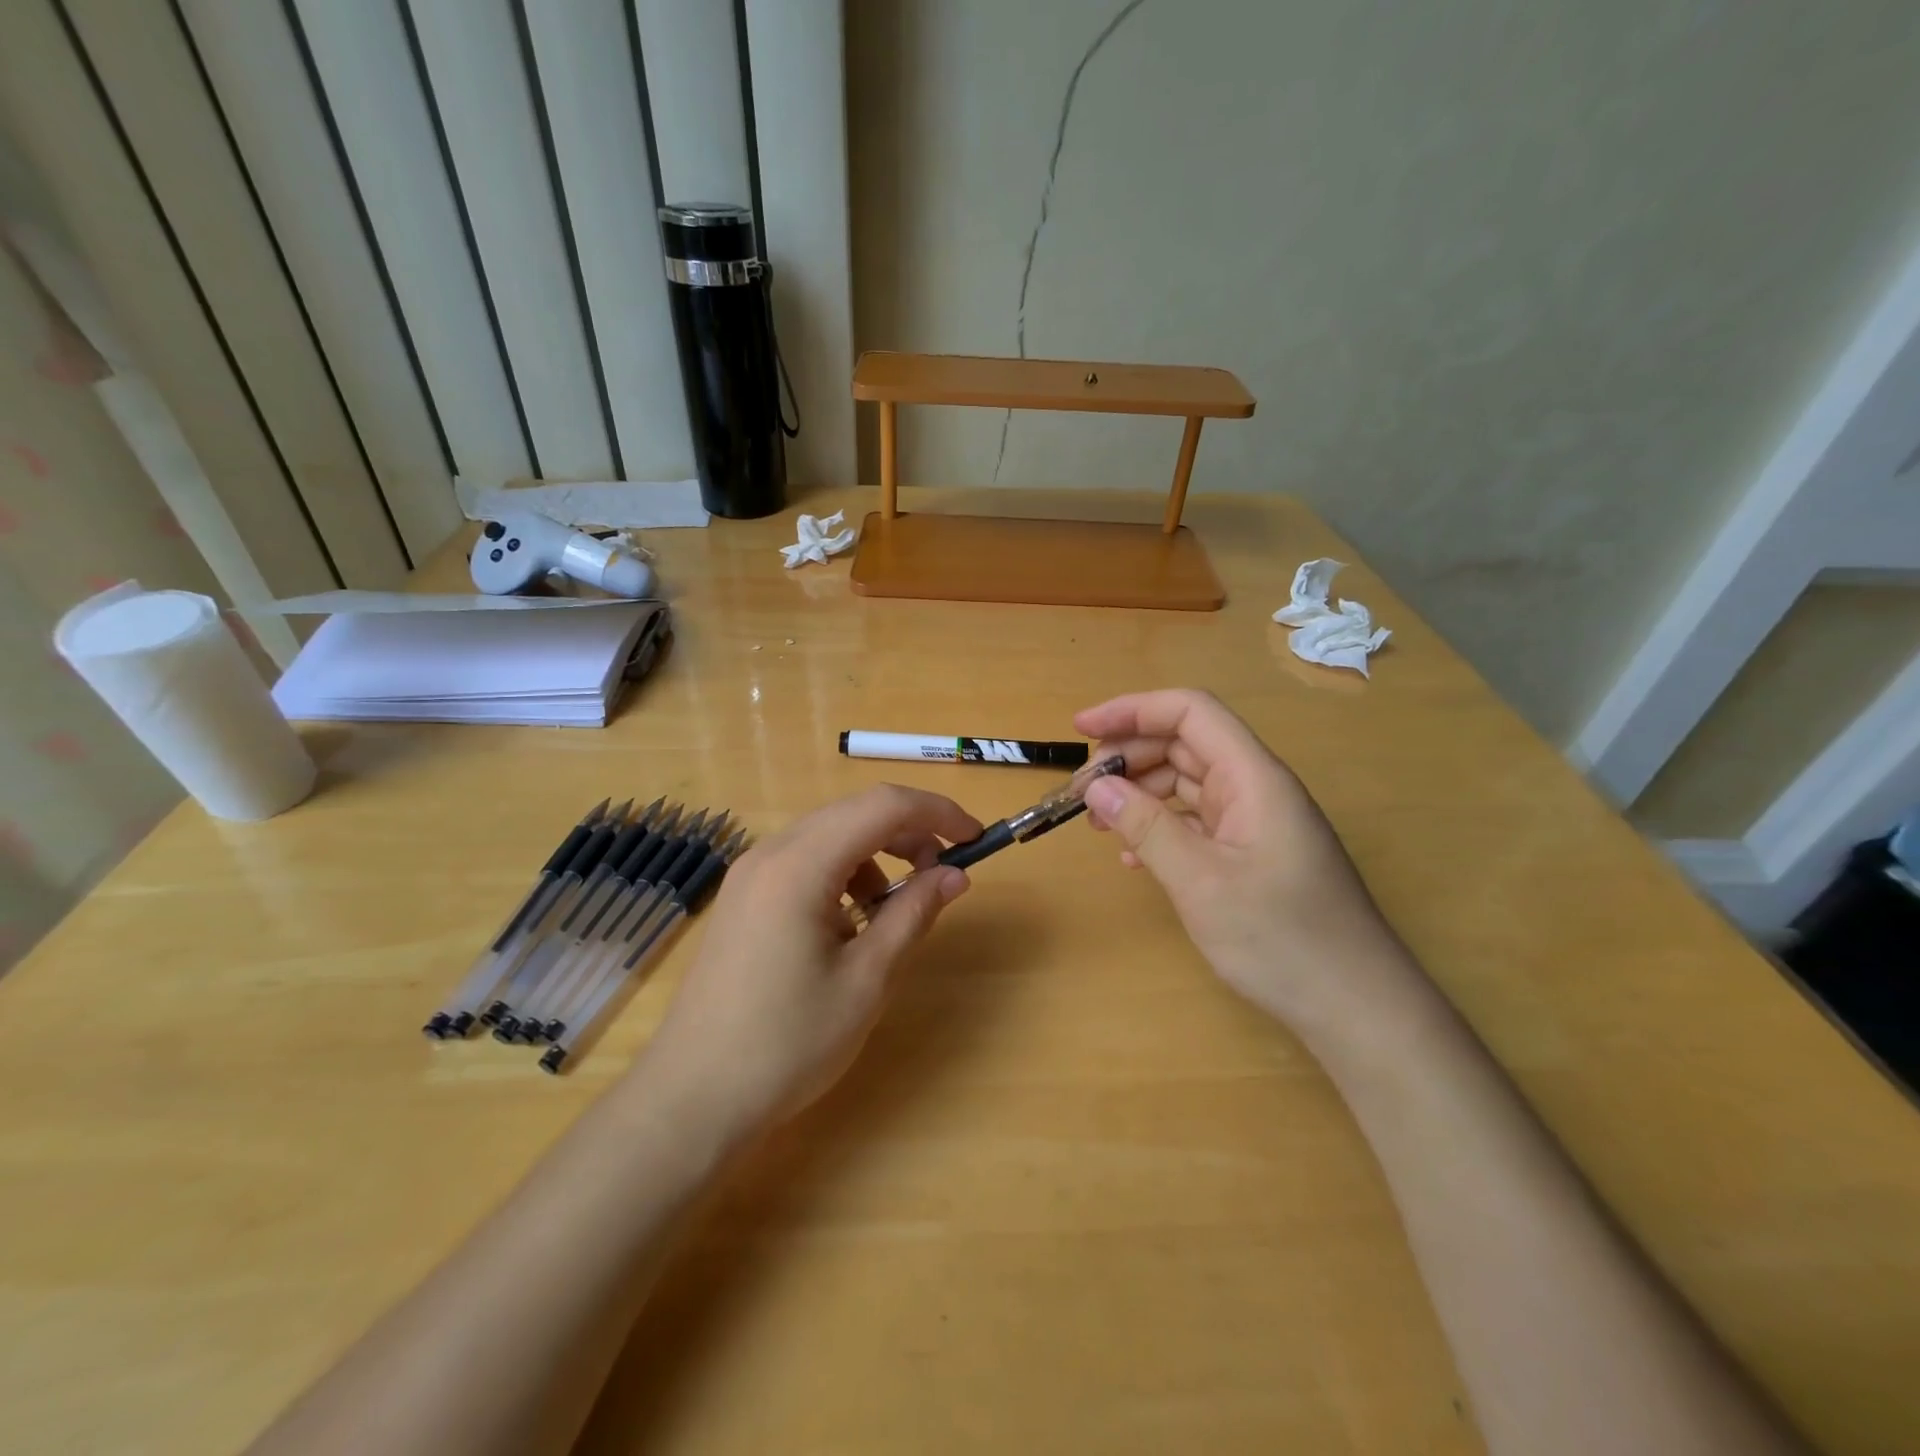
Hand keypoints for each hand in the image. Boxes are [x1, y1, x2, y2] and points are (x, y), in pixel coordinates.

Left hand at [635, 785, 980, 1143]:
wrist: (693, 1099)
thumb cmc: (787, 1042)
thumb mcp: (866, 979)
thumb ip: (913, 914)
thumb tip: (954, 875)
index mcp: (800, 864)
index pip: (884, 806)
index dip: (938, 812)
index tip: (976, 839)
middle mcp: (771, 853)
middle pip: (855, 813)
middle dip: (910, 832)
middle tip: (944, 875)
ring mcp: (750, 874)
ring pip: (831, 835)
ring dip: (877, 855)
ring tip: (896, 908)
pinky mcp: (744, 897)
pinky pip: (806, 862)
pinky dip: (843, 874)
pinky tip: (851, 924)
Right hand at [1075, 689, 1420, 1033]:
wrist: (1355, 1007)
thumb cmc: (1281, 939)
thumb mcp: (1201, 882)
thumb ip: (1146, 827)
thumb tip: (1097, 787)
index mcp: (1254, 778)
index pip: (1190, 713)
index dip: (1133, 710)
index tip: (1082, 730)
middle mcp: (1256, 788)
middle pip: (1185, 744)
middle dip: (1129, 756)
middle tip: (1082, 790)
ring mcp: (1256, 821)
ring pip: (1187, 782)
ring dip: (1140, 792)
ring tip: (1099, 822)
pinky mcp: (1252, 853)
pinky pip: (1197, 821)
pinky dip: (1160, 826)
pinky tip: (1132, 856)